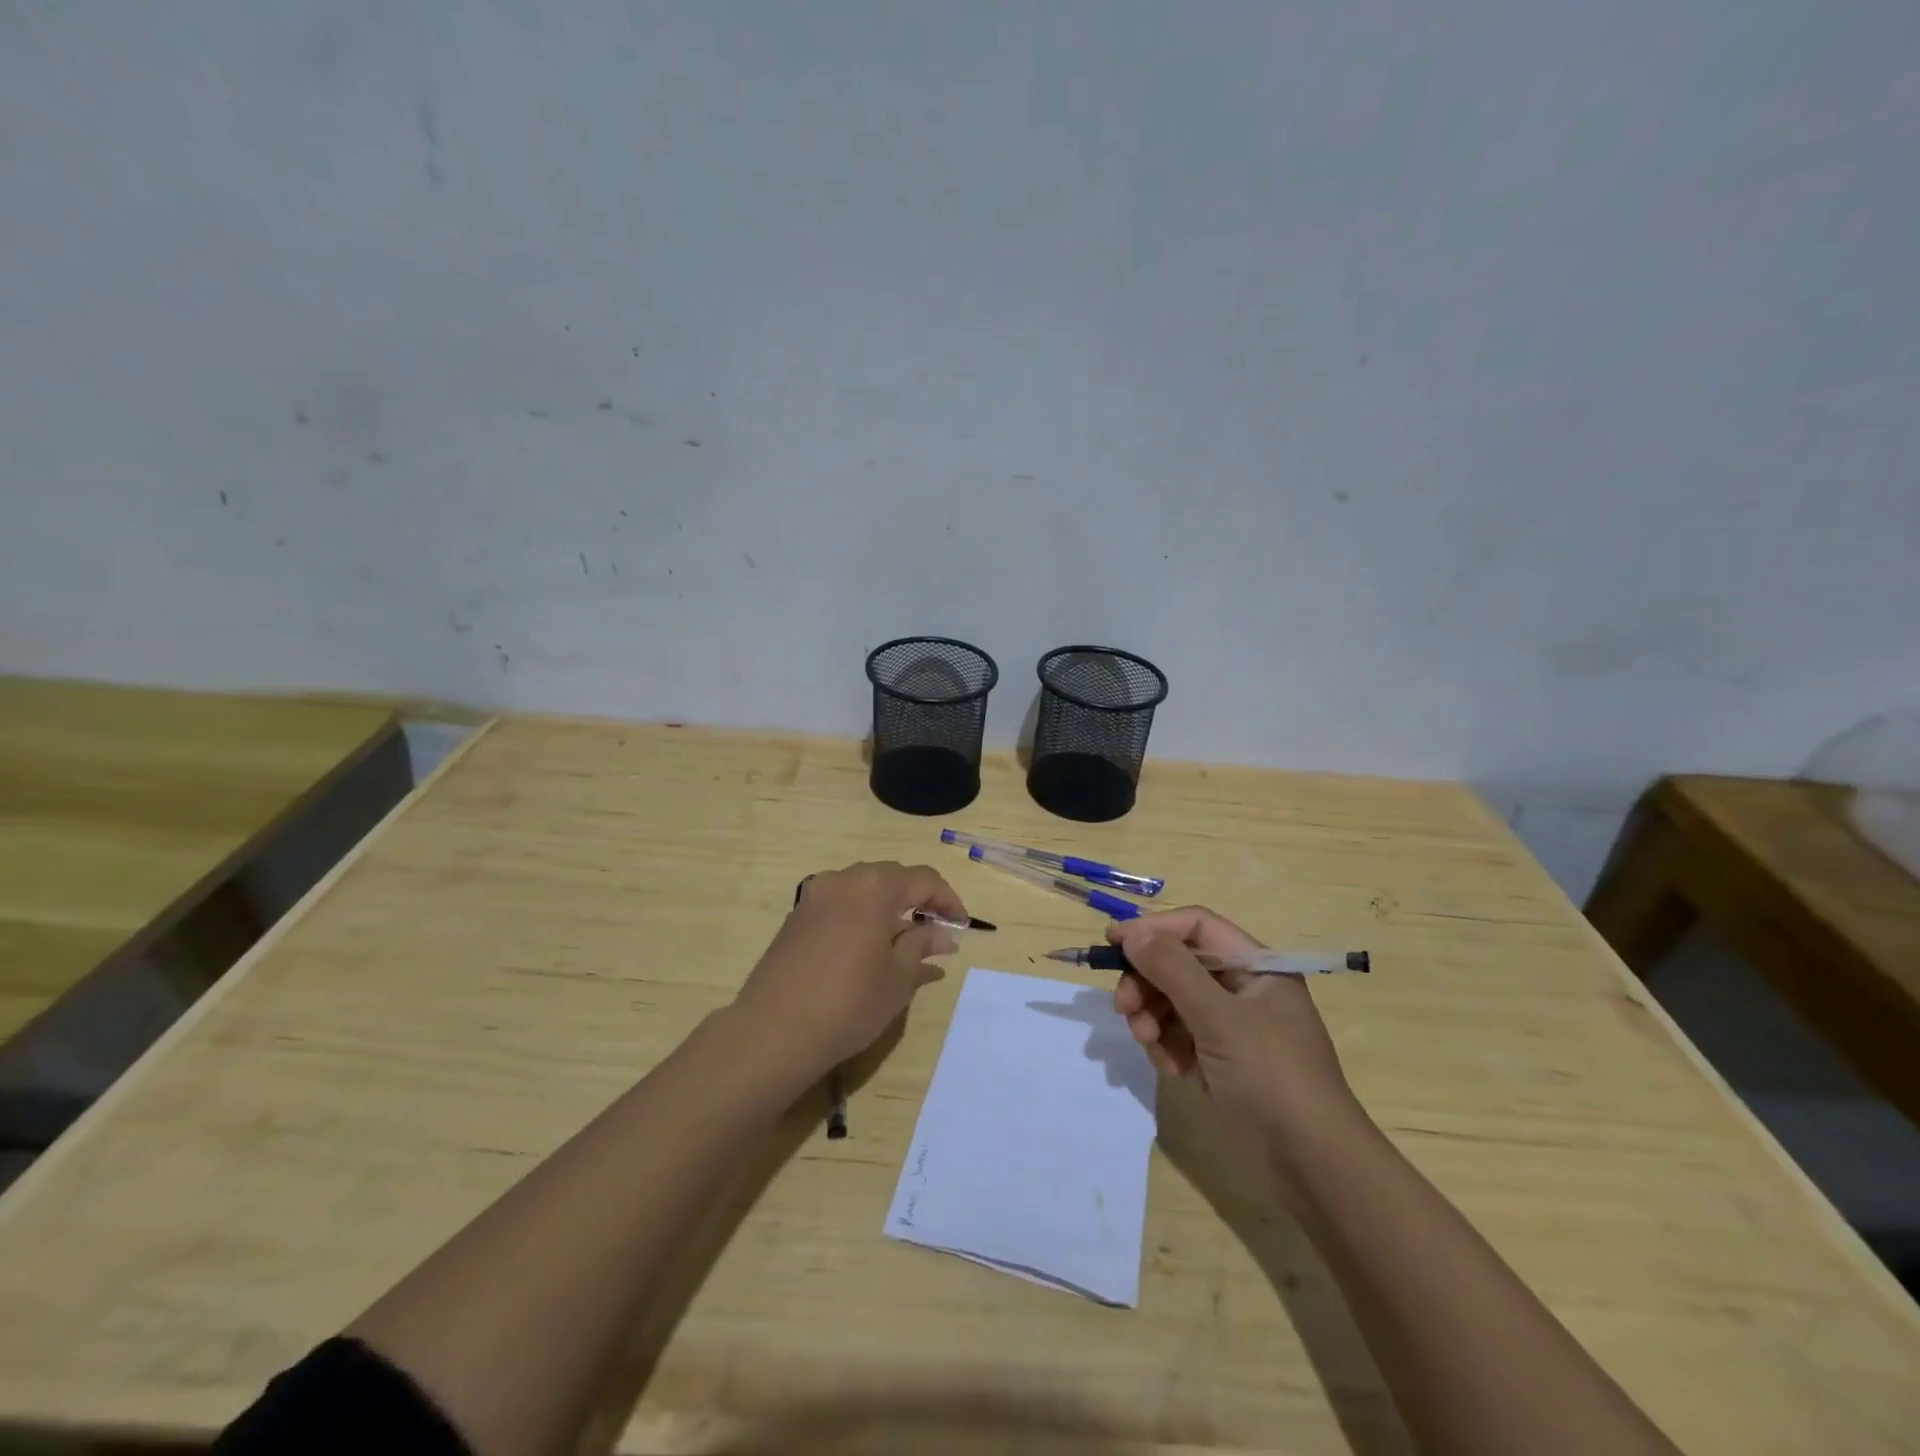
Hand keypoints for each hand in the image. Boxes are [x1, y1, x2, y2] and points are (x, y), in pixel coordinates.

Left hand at [735, 861, 965, 1073]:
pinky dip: (861, 915)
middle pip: (891, 877)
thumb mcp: (898, 978)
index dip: (947, 900)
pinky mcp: (795, 917)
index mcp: (874, 887)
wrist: (773, 1031)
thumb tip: (941, 935)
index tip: (961, 926)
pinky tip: (867, 946)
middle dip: (918, 899)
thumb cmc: (849, 1003)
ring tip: (902, 939)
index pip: (923, 880)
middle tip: (936, 930)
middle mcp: (843, 880)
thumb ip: (921, 946)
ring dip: (888, 906)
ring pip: (862, 888)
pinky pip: (839, 904)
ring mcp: (814, 896)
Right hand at [1111, 907, 1361, 1148]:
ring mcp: (1230, 1026)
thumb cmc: (1273, 1078)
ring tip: (1147, 1044)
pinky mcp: (1218, 1059)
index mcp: (1256, 967)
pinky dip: (1166, 1047)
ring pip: (1171, 1001)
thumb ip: (1174, 970)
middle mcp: (1242, 989)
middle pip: (1177, 964)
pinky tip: (1171, 1069)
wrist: (1313, 1167)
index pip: (1196, 927)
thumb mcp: (1221, 1019)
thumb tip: (1133, 934)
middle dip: (1147, 983)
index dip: (1154, 929)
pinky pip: (1177, 1036)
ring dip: (1152, 1018)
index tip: (1113, 943)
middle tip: (1123, 1008)